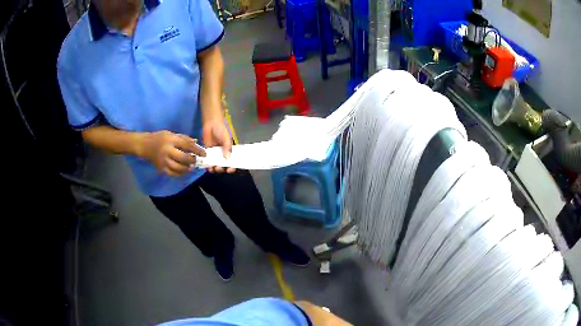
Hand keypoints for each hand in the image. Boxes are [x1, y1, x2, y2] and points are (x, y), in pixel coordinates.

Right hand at [139, 130, 205, 176]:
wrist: (145, 145)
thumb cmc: (159, 138)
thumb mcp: (171, 134)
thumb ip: (184, 138)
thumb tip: (196, 143)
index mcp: (170, 140)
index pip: (187, 145)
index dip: (197, 150)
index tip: (204, 153)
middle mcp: (167, 151)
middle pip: (183, 158)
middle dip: (192, 160)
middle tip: (196, 161)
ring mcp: (163, 161)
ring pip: (178, 168)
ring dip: (187, 169)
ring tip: (191, 167)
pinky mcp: (161, 168)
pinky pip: (172, 174)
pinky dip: (179, 174)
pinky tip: (183, 172)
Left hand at [202, 119, 235, 172]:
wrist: (211, 124)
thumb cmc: (221, 130)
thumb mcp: (226, 138)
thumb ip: (227, 147)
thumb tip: (227, 158)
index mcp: (229, 151)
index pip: (232, 161)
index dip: (232, 167)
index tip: (230, 169)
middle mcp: (222, 154)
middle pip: (223, 165)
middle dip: (222, 168)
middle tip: (219, 168)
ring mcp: (214, 154)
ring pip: (215, 165)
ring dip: (214, 168)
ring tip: (212, 169)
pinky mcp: (207, 153)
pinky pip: (207, 161)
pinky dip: (207, 165)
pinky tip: (206, 166)